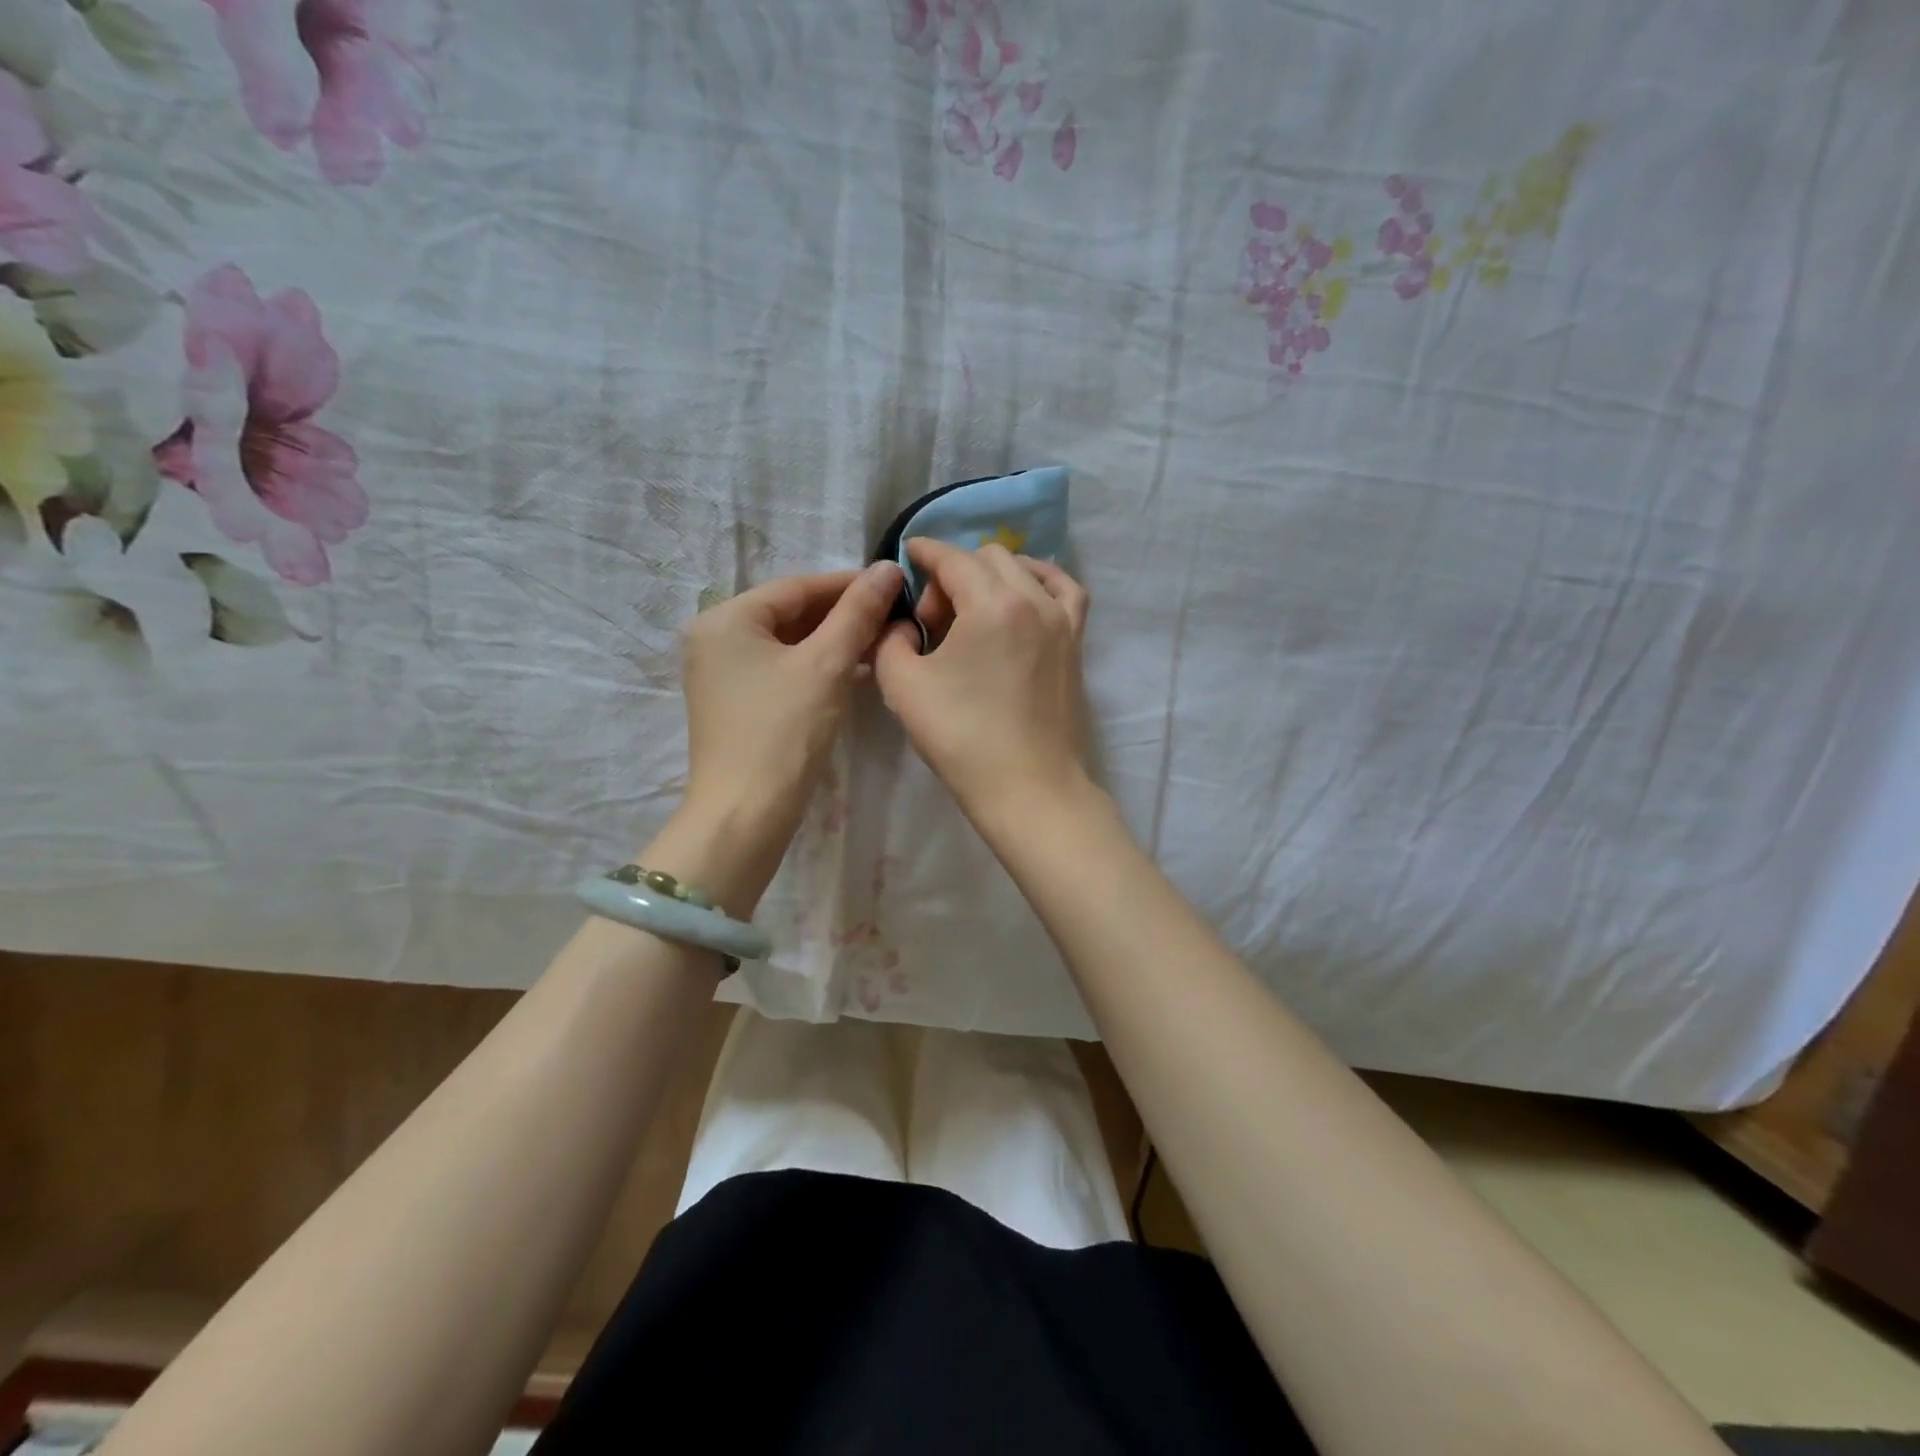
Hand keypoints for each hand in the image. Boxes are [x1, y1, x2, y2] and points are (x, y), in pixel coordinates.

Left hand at [669, 562, 901, 909]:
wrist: (745, 816)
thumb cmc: (783, 732)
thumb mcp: (827, 666)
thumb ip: (857, 612)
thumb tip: (888, 568)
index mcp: (726, 619)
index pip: (797, 587)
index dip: (849, 584)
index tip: (895, 586)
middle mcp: (715, 639)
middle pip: (791, 614)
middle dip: (843, 616)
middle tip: (894, 617)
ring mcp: (722, 674)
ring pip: (790, 644)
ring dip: (835, 642)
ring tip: (883, 643)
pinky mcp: (736, 704)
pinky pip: (783, 670)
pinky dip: (817, 668)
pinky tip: (856, 672)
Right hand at [874, 538, 1093, 829]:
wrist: (1029, 788)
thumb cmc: (963, 738)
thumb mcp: (902, 686)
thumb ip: (890, 641)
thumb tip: (902, 626)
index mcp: (991, 603)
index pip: (952, 558)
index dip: (923, 552)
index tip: (906, 556)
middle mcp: (1033, 599)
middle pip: (987, 559)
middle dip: (953, 575)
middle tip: (933, 622)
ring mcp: (1062, 620)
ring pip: (1024, 570)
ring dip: (992, 578)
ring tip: (974, 613)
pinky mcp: (1076, 643)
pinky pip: (1064, 591)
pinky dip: (1040, 582)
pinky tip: (1024, 599)